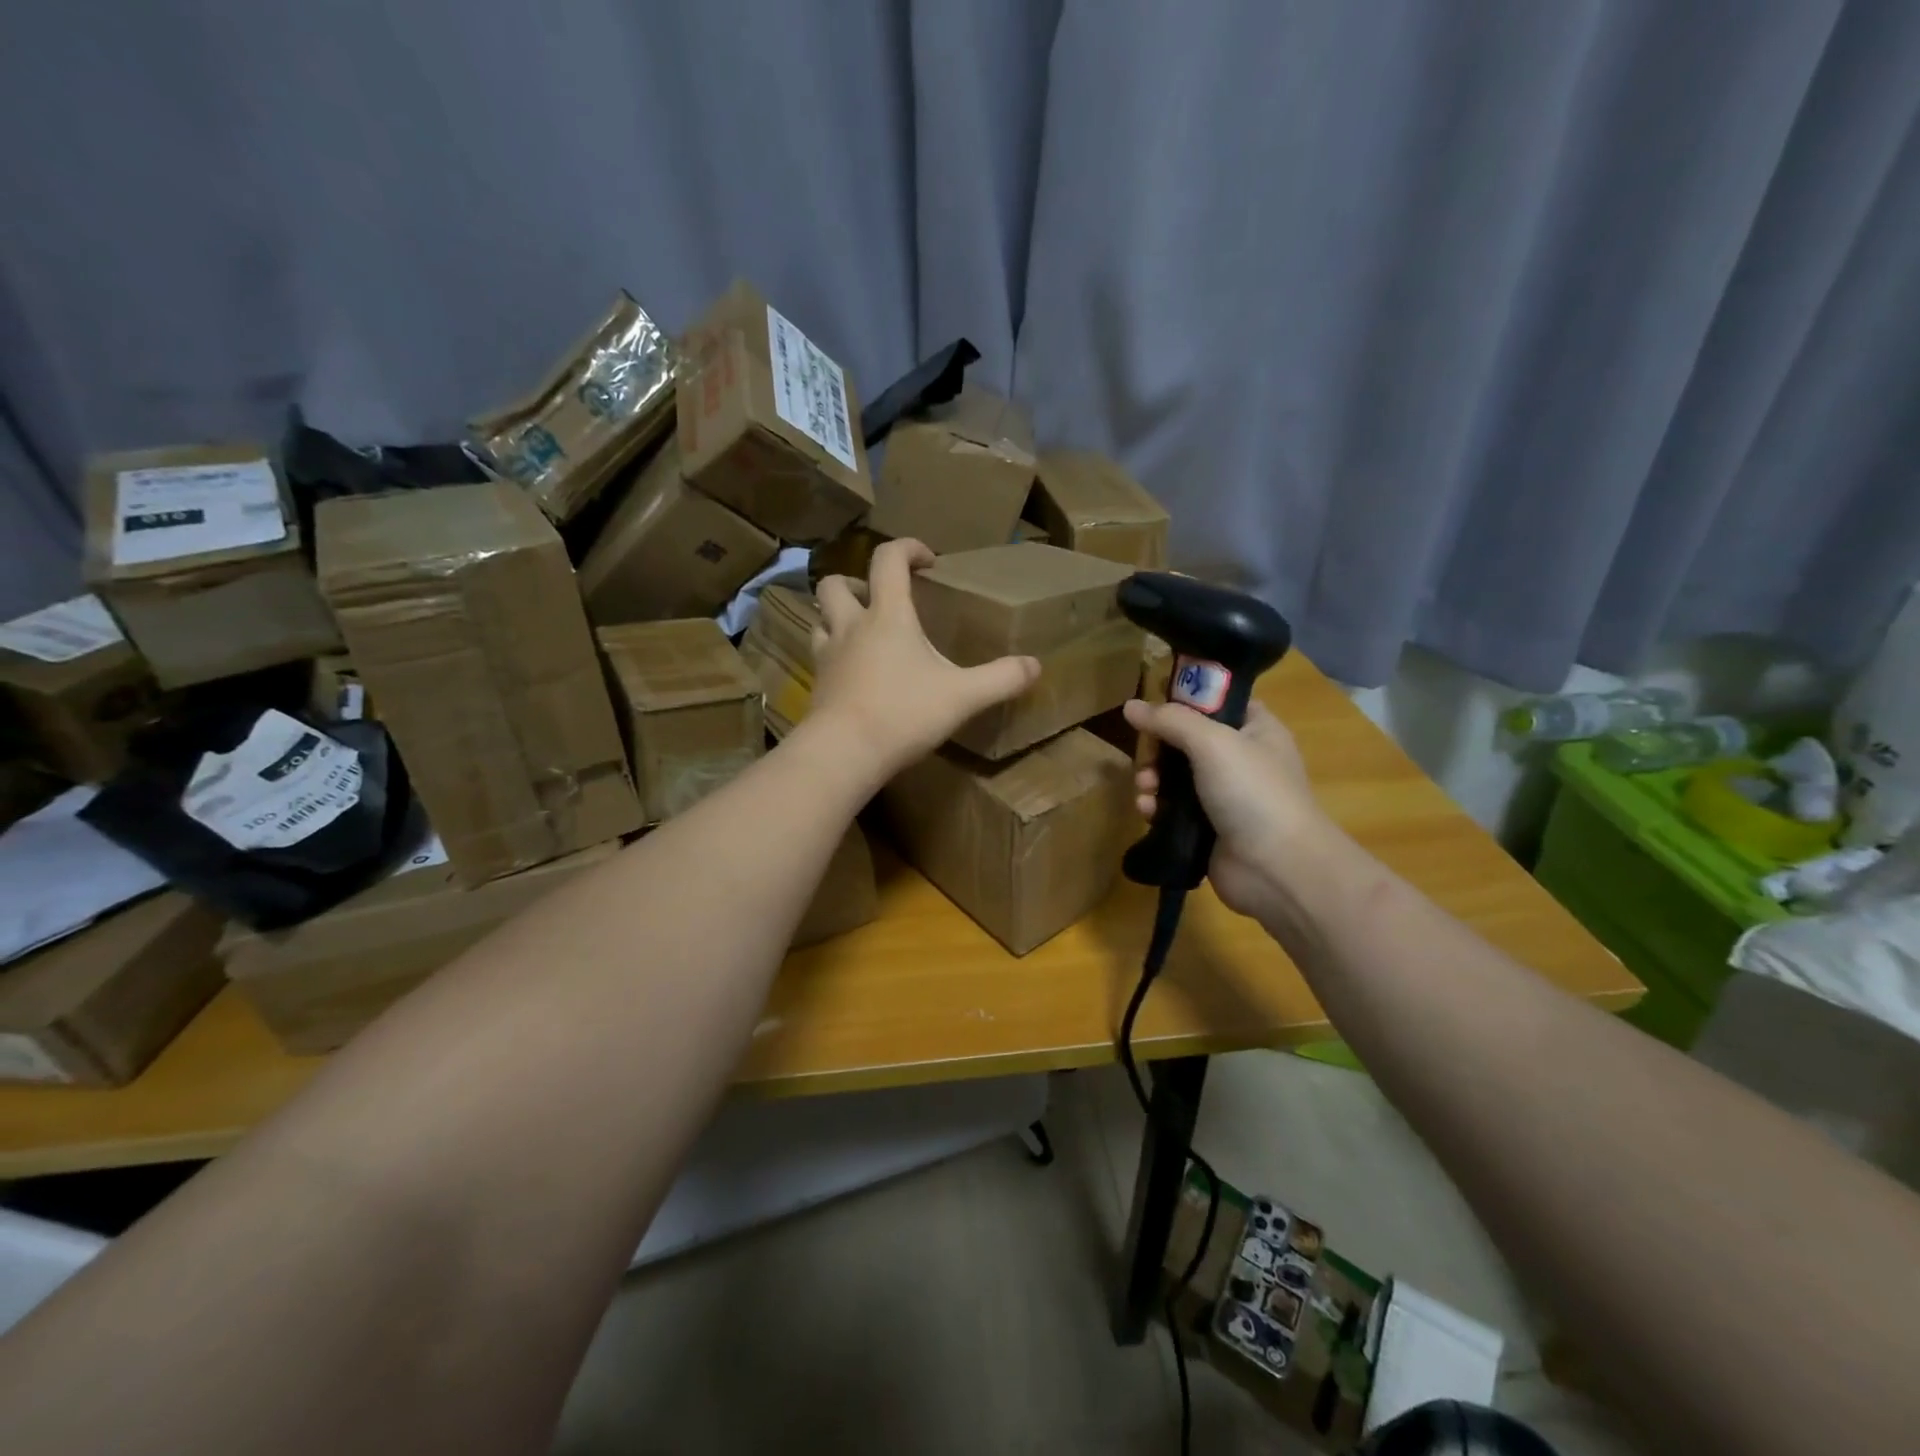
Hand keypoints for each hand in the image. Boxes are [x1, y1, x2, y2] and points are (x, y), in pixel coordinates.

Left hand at [809, 539, 1040, 780]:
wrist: (844, 752)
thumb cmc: (904, 713)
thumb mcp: (963, 696)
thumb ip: (1001, 679)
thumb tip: (1035, 666)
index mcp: (888, 615)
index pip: (889, 559)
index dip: (907, 548)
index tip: (928, 561)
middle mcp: (851, 626)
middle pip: (835, 583)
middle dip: (857, 581)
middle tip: (881, 599)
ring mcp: (828, 655)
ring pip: (820, 618)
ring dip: (838, 616)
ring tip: (862, 632)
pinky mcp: (818, 684)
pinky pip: (820, 655)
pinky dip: (834, 653)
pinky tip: (855, 673)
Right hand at [1123, 698, 1345, 928]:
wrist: (1276, 869)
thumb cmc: (1252, 793)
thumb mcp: (1212, 743)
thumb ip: (1169, 720)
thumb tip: (1130, 705)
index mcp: (1254, 729)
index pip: (1214, 703)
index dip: (1182, 702)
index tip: (1152, 711)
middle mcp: (1240, 758)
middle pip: (1184, 740)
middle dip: (1157, 750)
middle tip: (1146, 762)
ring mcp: (1223, 795)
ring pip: (1173, 776)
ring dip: (1151, 779)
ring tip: (1145, 790)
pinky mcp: (1206, 828)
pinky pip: (1171, 809)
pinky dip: (1156, 808)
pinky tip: (1147, 813)